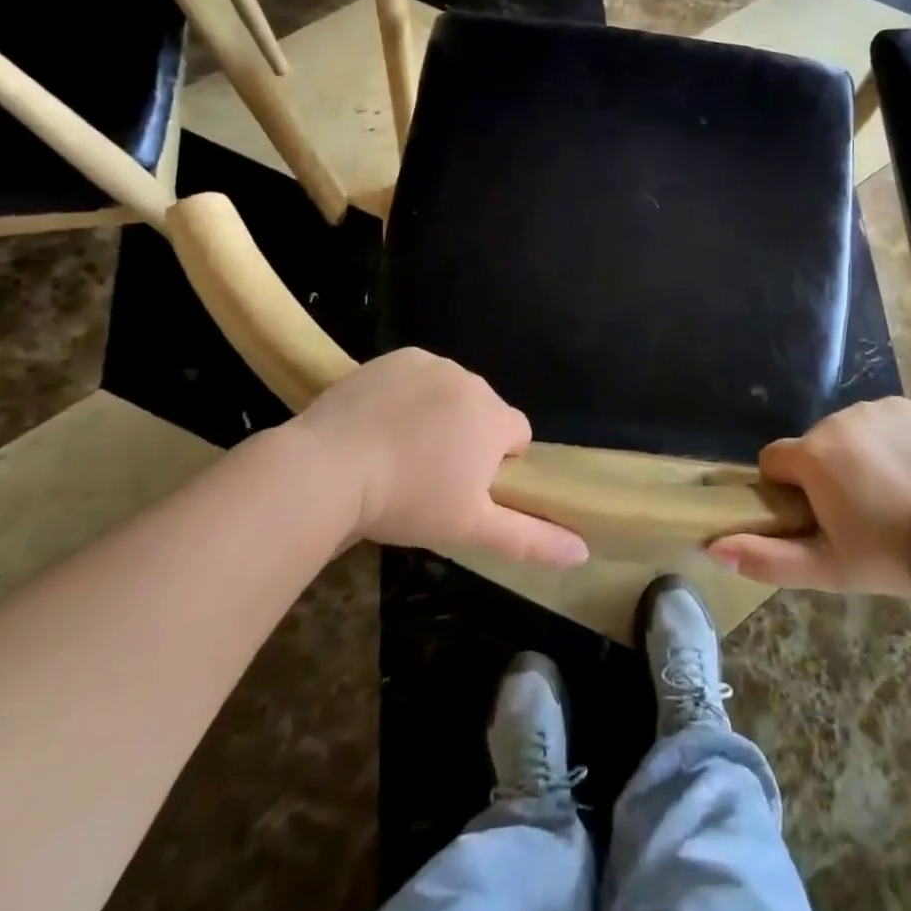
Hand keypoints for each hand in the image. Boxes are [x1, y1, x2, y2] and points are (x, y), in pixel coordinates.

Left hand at [294, 349, 588, 567]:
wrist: (328, 469)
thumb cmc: (407, 501)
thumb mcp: (471, 528)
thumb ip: (531, 539)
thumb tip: (583, 553)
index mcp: (494, 418)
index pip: (517, 434)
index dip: (497, 463)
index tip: (464, 487)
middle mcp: (471, 381)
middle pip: (483, 411)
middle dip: (467, 437)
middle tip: (428, 475)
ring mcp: (431, 364)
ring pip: (450, 392)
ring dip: (438, 415)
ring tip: (398, 451)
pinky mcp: (396, 357)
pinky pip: (417, 376)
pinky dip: (407, 395)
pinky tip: (379, 424)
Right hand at [709, 397, 910, 593]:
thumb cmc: (890, 557)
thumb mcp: (826, 569)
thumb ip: (766, 558)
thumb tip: (712, 547)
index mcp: (811, 456)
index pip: (773, 460)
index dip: (786, 489)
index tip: (814, 516)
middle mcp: (835, 420)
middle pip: (810, 446)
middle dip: (822, 473)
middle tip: (856, 512)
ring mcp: (873, 408)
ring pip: (843, 431)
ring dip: (852, 455)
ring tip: (886, 492)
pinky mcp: (905, 405)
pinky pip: (877, 419)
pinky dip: (882, 439)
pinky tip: (906, 469)